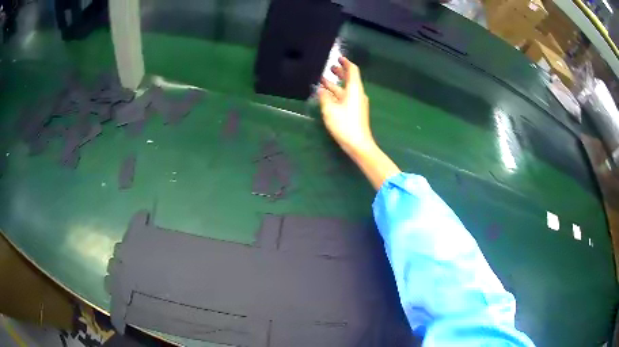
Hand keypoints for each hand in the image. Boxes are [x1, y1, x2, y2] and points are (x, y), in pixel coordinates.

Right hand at [318, 57, 374, 154]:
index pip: (352, 70)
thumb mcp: (330, 109)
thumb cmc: (344, 124)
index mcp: (354, 89)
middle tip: (330, 68)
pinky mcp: (355, 111)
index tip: (338, 58)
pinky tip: (327, 96)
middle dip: (340, 72)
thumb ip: (324, 97)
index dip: (346, 63)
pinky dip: (336, 93)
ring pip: (346, 89)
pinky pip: (345, 97)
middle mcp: (357, 94)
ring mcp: (357, 103)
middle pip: (350, 79)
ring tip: (323, 80)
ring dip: (335, 84)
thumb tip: (321, 89)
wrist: (358, 144)